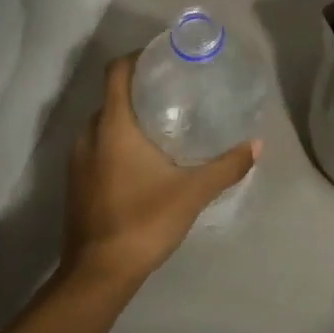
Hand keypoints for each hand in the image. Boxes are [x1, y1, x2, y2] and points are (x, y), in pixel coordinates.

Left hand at [61, 55, 258, 290]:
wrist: (97, 275)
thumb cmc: (143, 221)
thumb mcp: (193, 192)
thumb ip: (226, 166)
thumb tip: (257, 144)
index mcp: (112, 126)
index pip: (116, 72)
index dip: (137, 57)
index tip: (164, 57)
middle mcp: (89, 135)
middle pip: (111, 96)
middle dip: (139, 89)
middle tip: (174, 92)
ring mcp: (77, 161)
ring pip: (103, 124)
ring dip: (127, 118)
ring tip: (164, 123)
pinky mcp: (76, 183)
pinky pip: (96, 146)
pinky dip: (117, 141)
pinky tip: (144, 159)